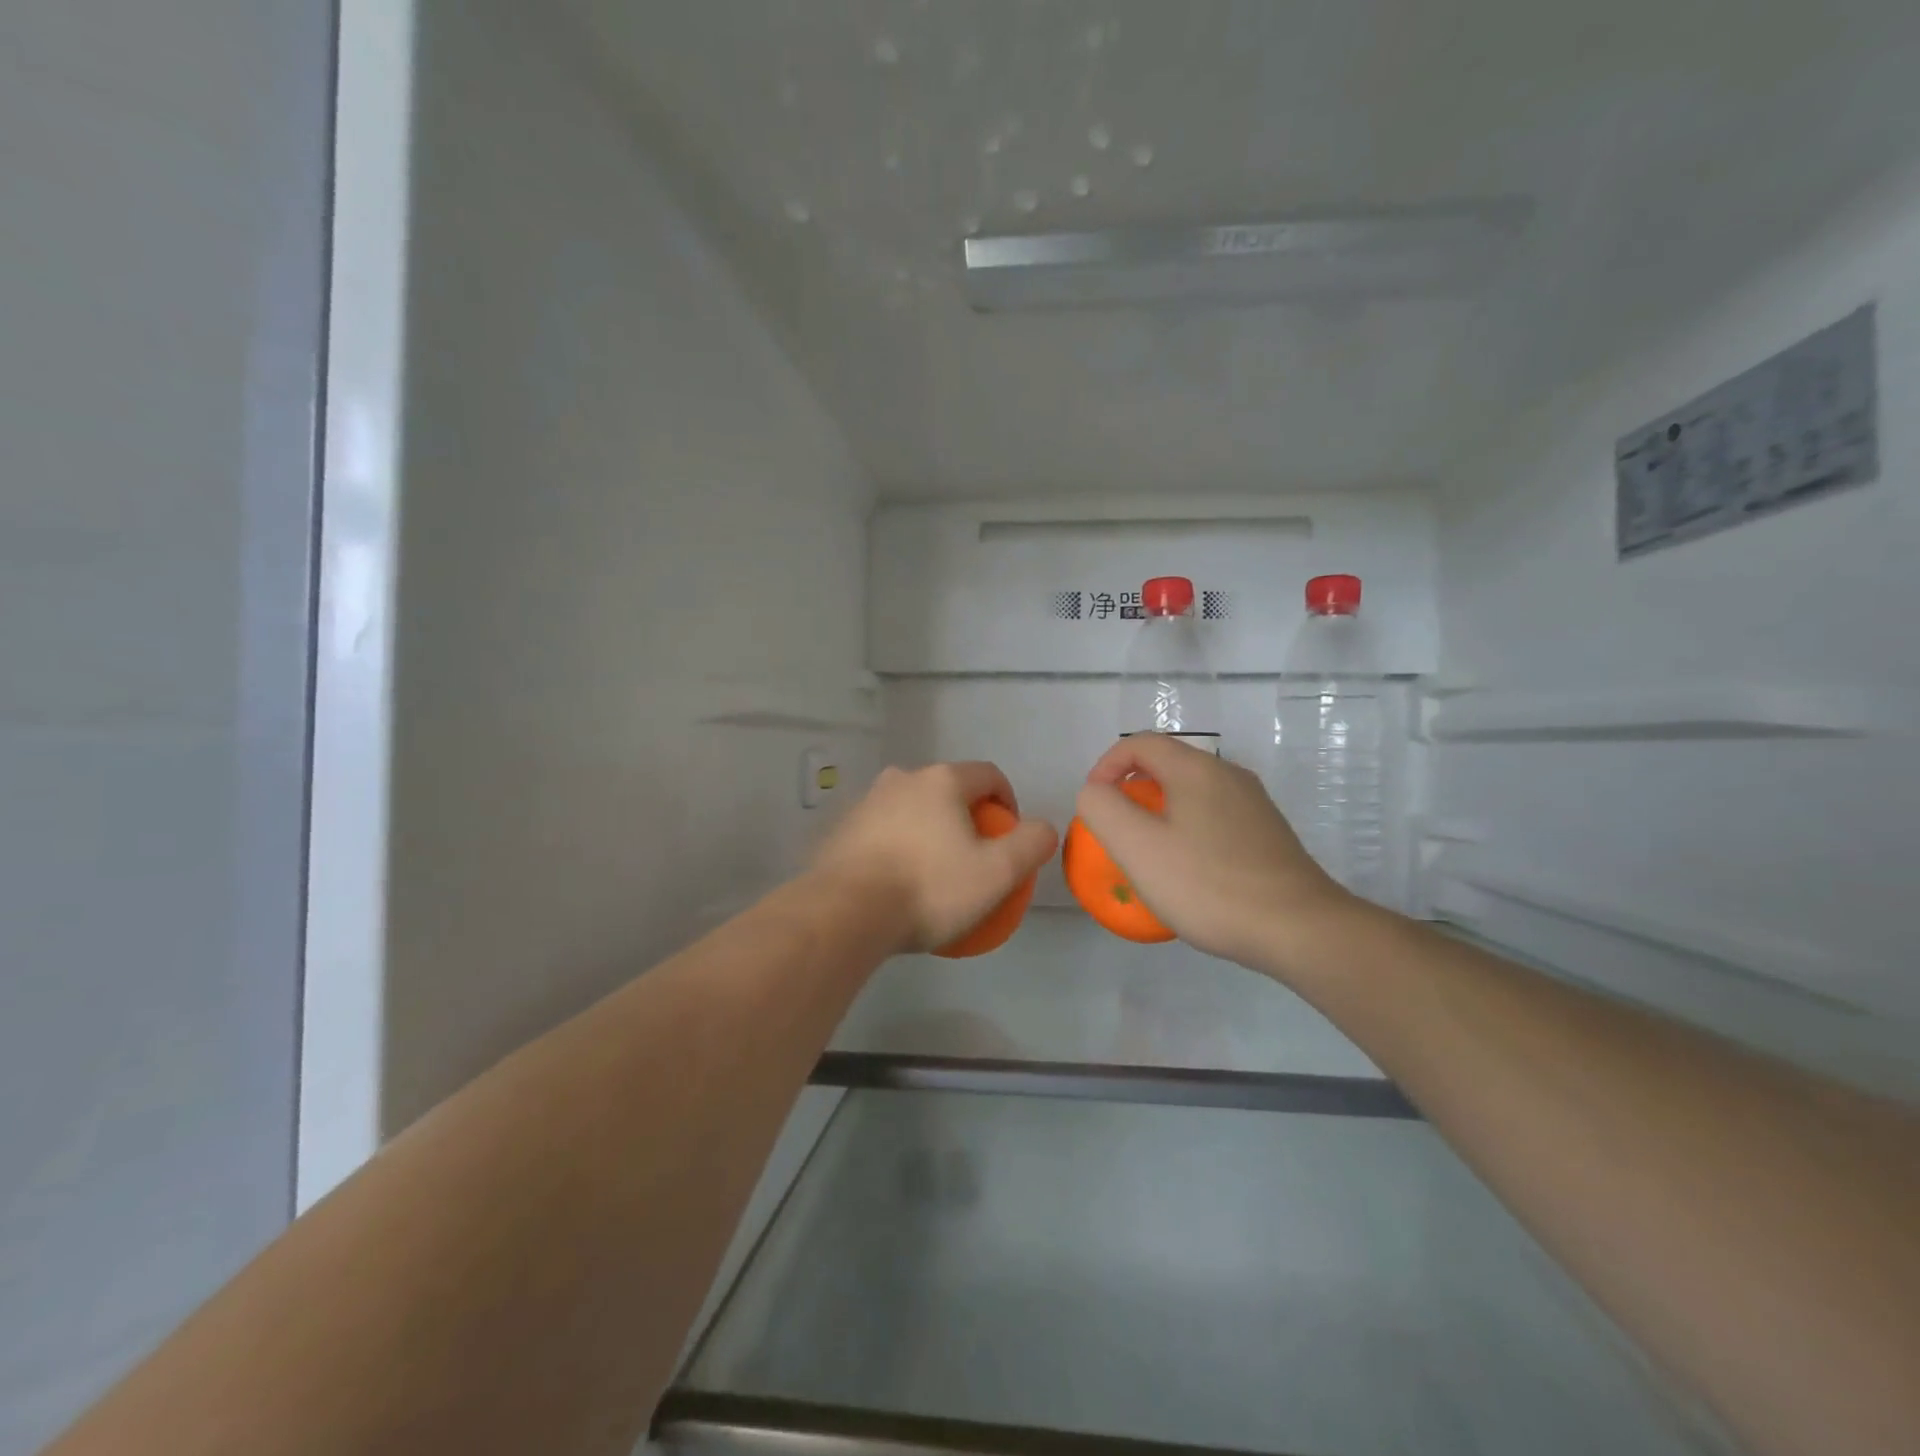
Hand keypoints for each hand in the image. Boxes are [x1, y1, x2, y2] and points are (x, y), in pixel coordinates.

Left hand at [813, 762, 1059, 954]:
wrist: (845, 913)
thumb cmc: (929, 887)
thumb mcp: (997, 873)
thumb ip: (1031, 844)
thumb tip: (1042, 829)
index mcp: (942, 780)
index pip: (990, 775)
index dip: (1009, 804)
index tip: (1008, 841)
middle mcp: (902, 778)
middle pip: (949, 791)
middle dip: (967, 819)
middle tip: (973, 861)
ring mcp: (867, 802)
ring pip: (913, 810)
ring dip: (930, 833)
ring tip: (934, 875)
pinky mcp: (842, 829)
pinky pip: (883, 831)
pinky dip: (898, 848)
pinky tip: (898, 885)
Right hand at [1075, 734, 1360, 977]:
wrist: (1300, 929)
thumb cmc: (1209, 885)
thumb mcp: (1138, 848)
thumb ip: (1103, 809)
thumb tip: (1096, 792)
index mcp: (1196, 769)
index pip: (1139, 743)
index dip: (1106, 766)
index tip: (1094, 805)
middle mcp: (1228, 775)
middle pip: (1167, 764)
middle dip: (1131, 791)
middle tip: (1117, 833)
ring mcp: (1254, 804)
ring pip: (1191, 792)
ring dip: (1160, 813)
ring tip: (1149, 855)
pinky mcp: (1268, 833)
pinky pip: (1214, 817)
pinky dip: (1188, 831)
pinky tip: (1190, 873)